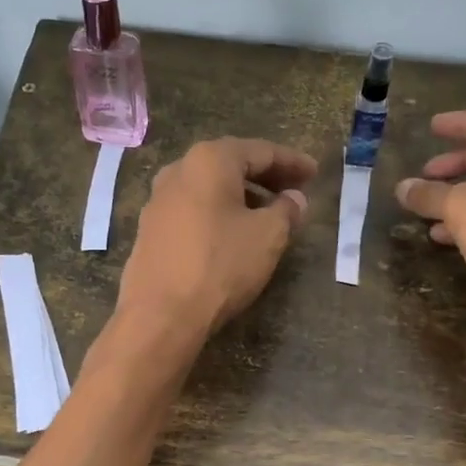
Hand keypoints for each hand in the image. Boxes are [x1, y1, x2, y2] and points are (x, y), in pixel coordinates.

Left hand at [117, 137, 316, 342]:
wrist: (161, 314)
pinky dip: (219, 214)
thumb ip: (287, 211)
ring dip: (242, 197)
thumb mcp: (268, 236)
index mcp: (209, 160)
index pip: (260, 151)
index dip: (292, 162)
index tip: (315, 173)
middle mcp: (178, 171)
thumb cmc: (220, 265)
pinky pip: (193, 211)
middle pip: (231, 165)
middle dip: (266, 177)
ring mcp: (158, 201)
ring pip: (210, 189)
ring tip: (268, 215)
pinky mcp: (150, 231)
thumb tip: (294, 199)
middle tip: (294, 191)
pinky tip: (233, 234)